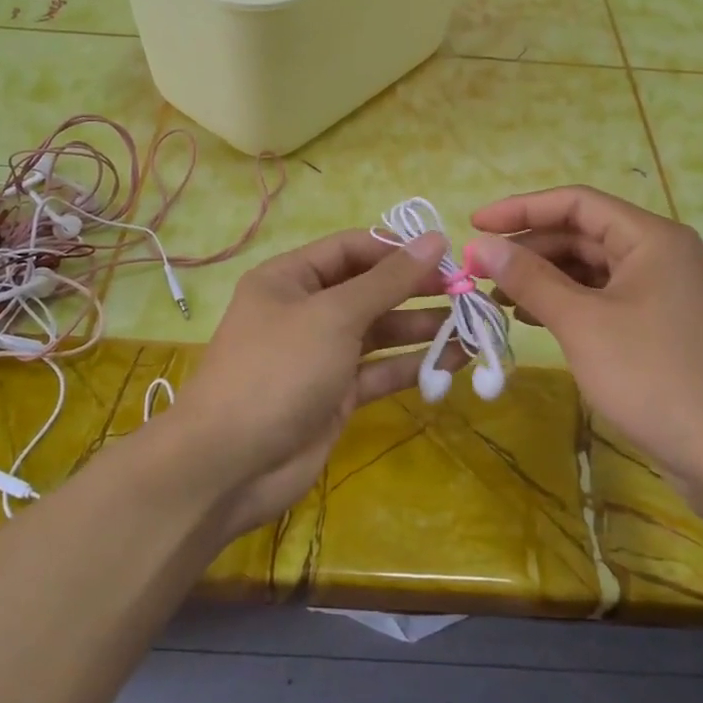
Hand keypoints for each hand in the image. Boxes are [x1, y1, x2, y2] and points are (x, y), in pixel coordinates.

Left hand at [165, 229, 449, 538]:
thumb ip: (387, 280)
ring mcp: (321, 355)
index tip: (445, 255)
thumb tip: (435, 239)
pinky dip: (413, 365)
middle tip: (467, 292)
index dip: (397, 249)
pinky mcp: (335, 395)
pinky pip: (379, 370)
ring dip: (422, 328)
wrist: (229, 464)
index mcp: (291, 278)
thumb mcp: (334, 315)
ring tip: (472, 327)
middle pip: (369, 289)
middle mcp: (306, 310)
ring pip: (379, 332)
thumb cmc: (278, 370)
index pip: (351, 248)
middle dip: (416, 289)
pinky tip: (454, 361)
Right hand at [469, 186, 702, 503]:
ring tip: (497, 297)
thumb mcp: (583, 324)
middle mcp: (661, 255)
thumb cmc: (656, 378)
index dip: (521, 208)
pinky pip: (605, 300)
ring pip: (592, 270)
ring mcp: (664, 293)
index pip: (576, 203)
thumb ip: (530, 278)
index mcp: (651, 238)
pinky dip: (567, 304)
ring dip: (544, 278)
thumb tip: (482, 244)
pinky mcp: (662, 328)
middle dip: (529, 249)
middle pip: (583, 234)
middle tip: (479, 272)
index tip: (474, 224)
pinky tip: (534, 319)